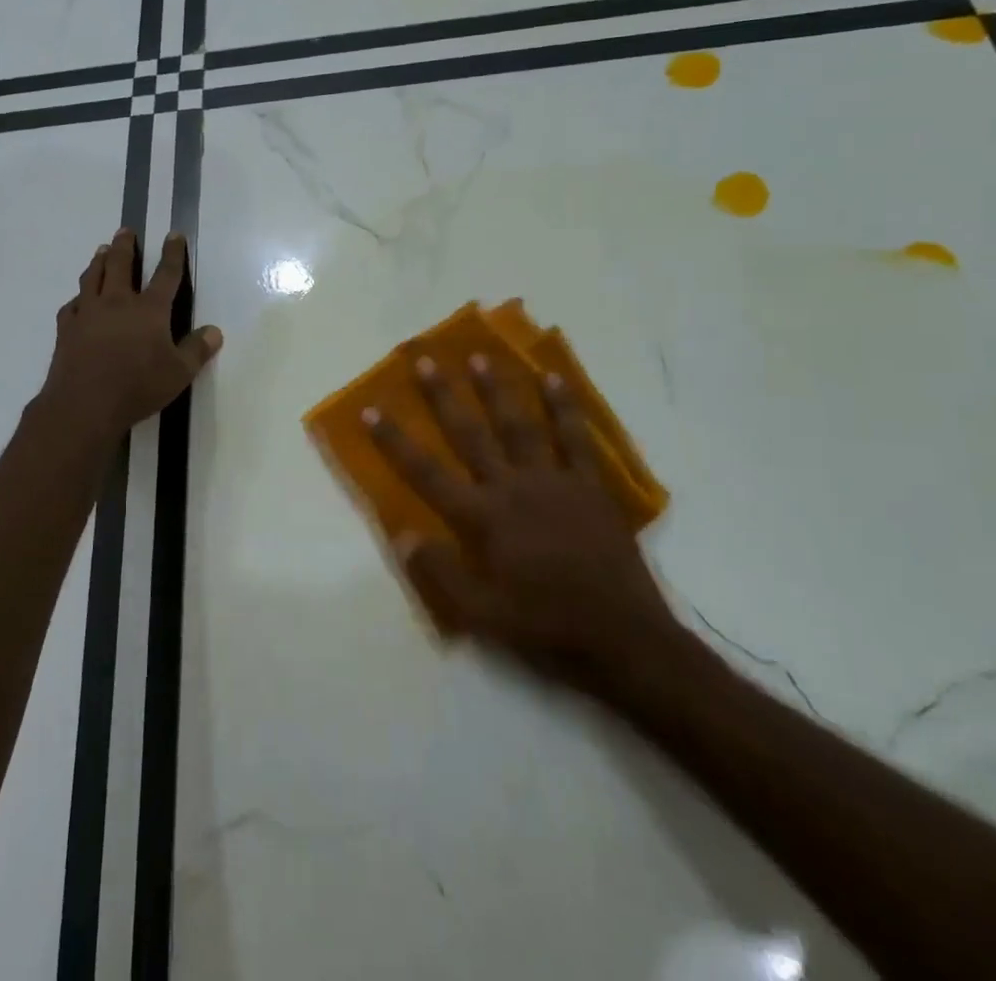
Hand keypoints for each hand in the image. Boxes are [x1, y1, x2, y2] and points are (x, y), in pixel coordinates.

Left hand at [40, 229, 222, 442]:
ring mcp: (88, 313)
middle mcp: (117, 303)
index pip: (166, 274)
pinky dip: (78, 297)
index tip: (173, 235)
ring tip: (102, 250)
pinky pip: (72, 305)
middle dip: (125, 246)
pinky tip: (78, 299)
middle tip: (125, 231)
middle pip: (120, 265)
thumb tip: (215, 331)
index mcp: (149, 310)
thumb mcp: (178, 373)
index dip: (172, 253)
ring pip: (92, 277)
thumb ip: (197, 350)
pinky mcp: (66, 329)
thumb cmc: (137, 387)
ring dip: (98, 261)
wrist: (83, 405)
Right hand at [364, 354, 686, 695]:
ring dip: (497, 390)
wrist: (624, 637)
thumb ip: (441, 573)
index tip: (371, 409)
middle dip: (443, 396)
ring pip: (519, 425)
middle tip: (426, 360)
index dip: (395, 441)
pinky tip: (553, 379)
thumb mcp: (483, 616)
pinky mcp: (588, 486)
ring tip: (480, 357)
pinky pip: (575, 438)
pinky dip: (564, 408)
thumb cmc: (546, 627)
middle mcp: (512, 487)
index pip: (427, 473)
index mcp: (483, 518)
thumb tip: (402, 533)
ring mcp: (553, 481)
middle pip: (470, 434)